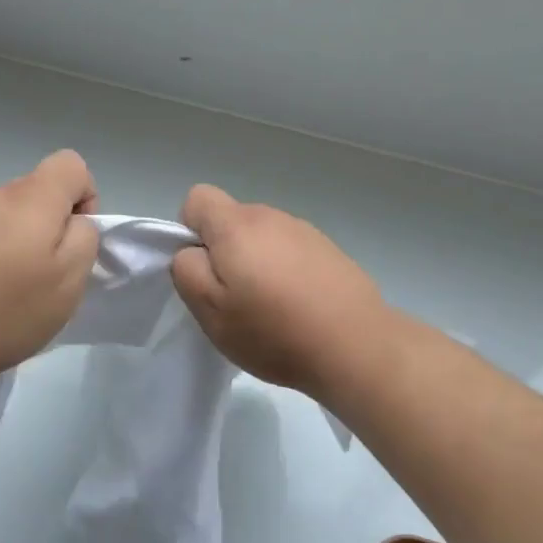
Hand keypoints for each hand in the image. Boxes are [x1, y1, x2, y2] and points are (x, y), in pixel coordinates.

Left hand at [0, 150, 100, 391]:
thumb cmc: (6, 311)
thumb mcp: (69, 280)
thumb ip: (84, 238)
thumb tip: (73, 223)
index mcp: (29, 198)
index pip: (70, 165)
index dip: (85, 198)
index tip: (75, 241)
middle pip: (36, 194)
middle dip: (50, 228)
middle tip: (44, 278)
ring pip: (6, 218)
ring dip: (17, 245)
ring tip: (7, 294)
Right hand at [169, 184, 392, 400]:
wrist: (356, 345)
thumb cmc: (273, 330)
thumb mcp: (211, 310)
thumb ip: (187, 270)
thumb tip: (191, 251)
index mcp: (237, 224)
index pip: (197, 198)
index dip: (189, 231)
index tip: (203, 270)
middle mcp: (271, 216)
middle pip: (231, 220)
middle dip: (224, 252)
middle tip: (234, 299)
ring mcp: (305, 231)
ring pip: (262, 238)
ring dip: (257, 263)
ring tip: (270, 309)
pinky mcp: (329, 250)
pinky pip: (291, 252)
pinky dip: (286, 272)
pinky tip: (299, 308)